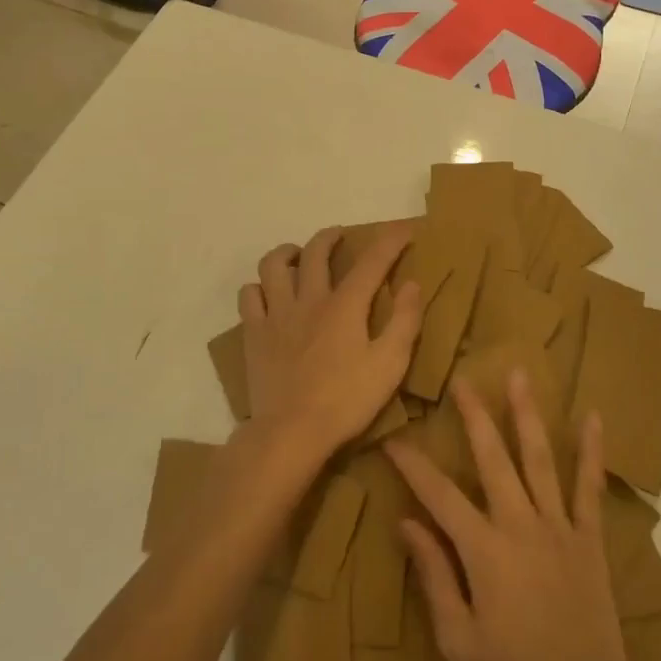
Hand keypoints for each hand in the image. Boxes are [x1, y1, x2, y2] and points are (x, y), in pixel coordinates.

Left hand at [237, 224, 423, 467]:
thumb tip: (411, 284)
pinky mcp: (254, 334)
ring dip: (286, 253)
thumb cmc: (347, 401)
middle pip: (316, 252)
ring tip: (295, 256)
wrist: (291, 432)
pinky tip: (267, 295)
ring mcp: (276, 315)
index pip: (372, 261)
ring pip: (273, 265)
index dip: (390, 240)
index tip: (404, 228)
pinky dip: (258, 287)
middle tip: (340, 237)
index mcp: (345, 306)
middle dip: (330, 237)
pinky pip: (248, 296)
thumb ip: (404, 321)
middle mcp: (308, 299)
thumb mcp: (390, 365)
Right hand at [386, 373, 638, 660]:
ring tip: (518, 374)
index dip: (412, 464)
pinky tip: (592, 417)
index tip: (393, 438)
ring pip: (539, 458)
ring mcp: (559, 527)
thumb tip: (406, 522)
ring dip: (526, 414)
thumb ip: (434, 574)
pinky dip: (591, 452)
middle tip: (461, 379)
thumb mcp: (457, 638)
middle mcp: (520, 524)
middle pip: (492, 457)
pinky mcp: (589, 539)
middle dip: (473, 415)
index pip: (438, 494)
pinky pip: (590, 487)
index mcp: (483, 549)